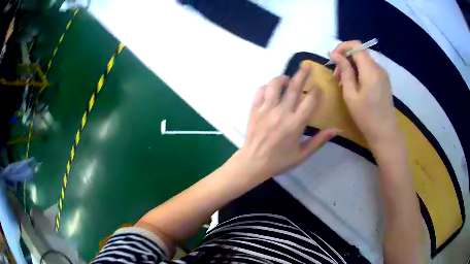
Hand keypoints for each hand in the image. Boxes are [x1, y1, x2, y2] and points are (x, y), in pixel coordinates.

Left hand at [233, 66, 338, 182]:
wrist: (253, 163)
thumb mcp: (302, 155)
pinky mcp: (254, 110)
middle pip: (294, 87)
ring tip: (287, 79)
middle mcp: (281, 112)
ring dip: (283, 78)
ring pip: (275, 85)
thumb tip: (337, 130)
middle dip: (303, 74)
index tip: (319, 88)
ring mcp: (266, 109)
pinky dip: (266, 87)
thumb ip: (319, 140)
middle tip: (307, 67)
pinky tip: (271, 90)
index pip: (311, 100)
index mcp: (296, 124)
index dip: (317, 91)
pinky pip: (260, 91)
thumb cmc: (279, 161)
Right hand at [329, 41, 398, 147]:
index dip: (342, 47)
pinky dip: (359, 72)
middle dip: (345, 59)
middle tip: (336, 75)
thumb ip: (344, 71)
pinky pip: (369, 69)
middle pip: (359, 52)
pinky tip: (354, 85)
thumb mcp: (351, 94)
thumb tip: (335, 55)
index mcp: (370, 70)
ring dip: (351, 66)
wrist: (385, 133)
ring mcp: (383, 74)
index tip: (332, 58)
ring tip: (343, 82)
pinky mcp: (384, 80)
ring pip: (364, 60)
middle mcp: (378, 68)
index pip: (356, 45)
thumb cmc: (366, 117)